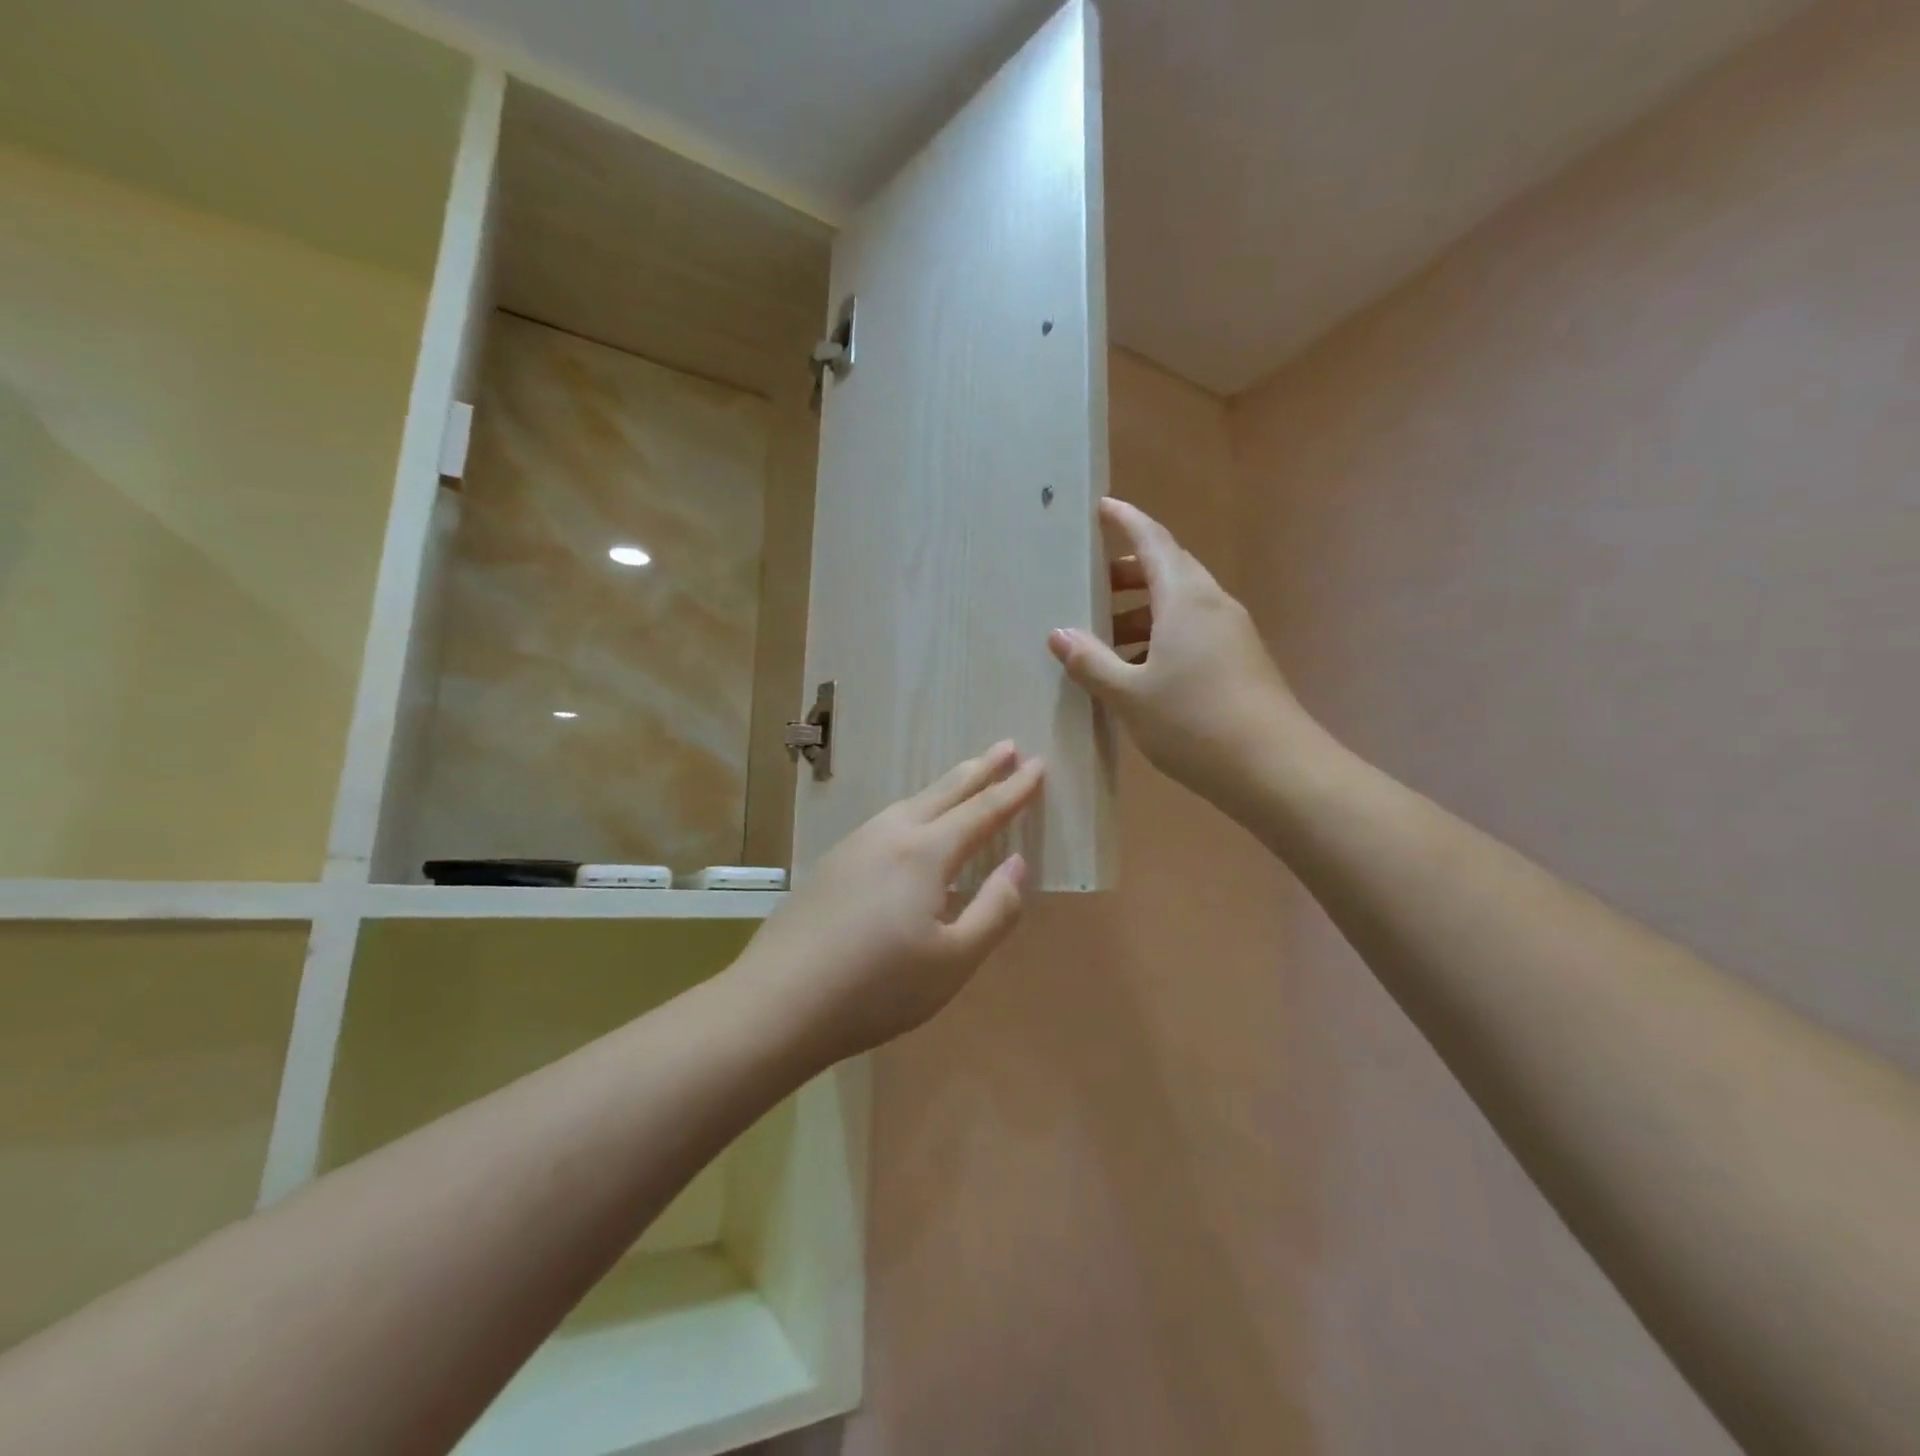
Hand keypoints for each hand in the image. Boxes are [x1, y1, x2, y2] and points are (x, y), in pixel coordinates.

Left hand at [733, 743, 1043, 1065]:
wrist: (777, 1003)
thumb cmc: (877, 989)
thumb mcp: (954, 961)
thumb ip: (995, 909)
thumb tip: (1018, 864)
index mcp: (925, 853)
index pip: (982, 811)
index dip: (1014, 789)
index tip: (1039, 764)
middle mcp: (890, 835)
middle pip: (944, 791)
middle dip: (980, 768)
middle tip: (1007, 745)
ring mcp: (855, 845)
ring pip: (911, 802)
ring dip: (945, 786)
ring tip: (967, 777)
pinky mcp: (832, 863)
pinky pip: (887, 820)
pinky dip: (915, 809)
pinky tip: (912, 825)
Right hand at [1049, 498, 1301, 811]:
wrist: (1275, 769)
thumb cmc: (1194, 722)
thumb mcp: (1129, 694)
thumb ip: (1091, 661)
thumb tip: (1058, 633)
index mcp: (1186, 598)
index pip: (1153, 540)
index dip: (1126, 521)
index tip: (1102, 507)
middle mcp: (1212, 604)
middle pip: (1168, 570)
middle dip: (1127, 573)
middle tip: (1089, 587)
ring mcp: (1231, 633)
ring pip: (1180, 605)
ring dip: (1141, 612)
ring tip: (1103, 639)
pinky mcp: (1240, 660)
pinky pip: (1193, 631)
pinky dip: (1160, 636)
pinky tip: (1137, 671)